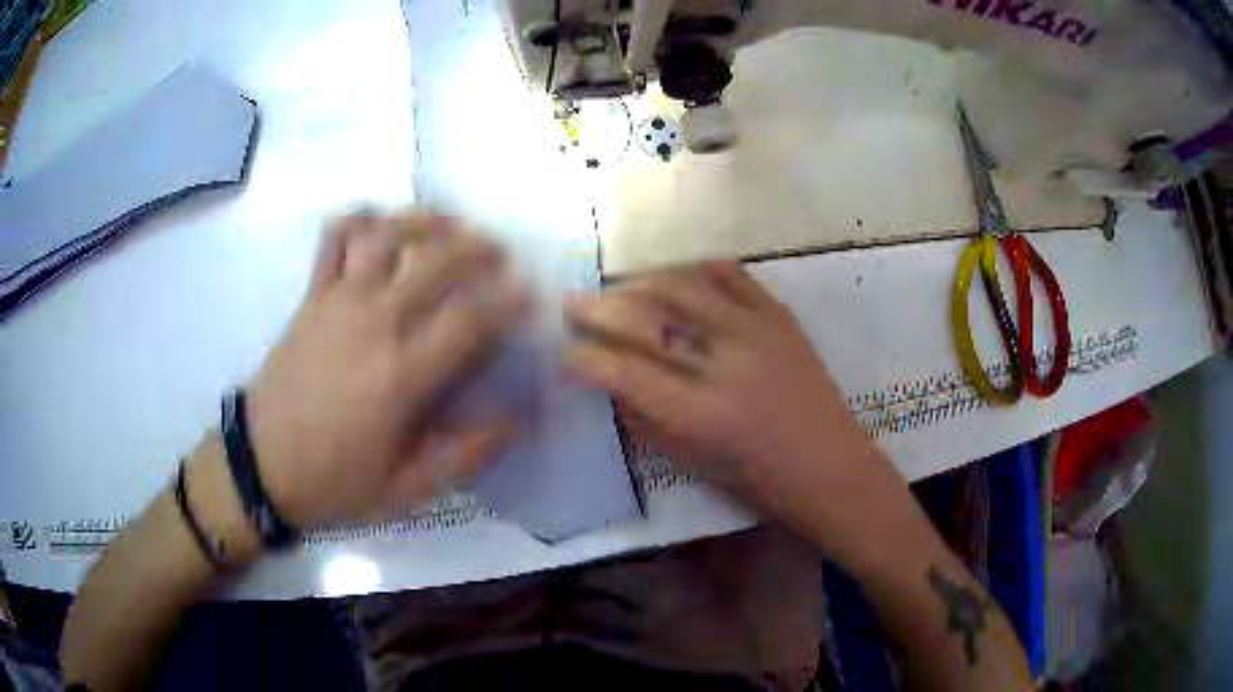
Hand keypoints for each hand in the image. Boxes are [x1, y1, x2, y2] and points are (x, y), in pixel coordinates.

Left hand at [243, 210, 526, 528]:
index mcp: (401, 376)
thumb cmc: (334, 481)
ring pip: (386, 237)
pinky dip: (356, 220)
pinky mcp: (311, 297)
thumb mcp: (406, 490)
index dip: (507, 301)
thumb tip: (514, 423)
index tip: (528, 294)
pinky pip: (332, 242)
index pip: (469, 321)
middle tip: (498, 253)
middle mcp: (374, 325)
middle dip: (477, 248)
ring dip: (423, 221)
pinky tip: (376, 220)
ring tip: (448, 223)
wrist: (261, 467)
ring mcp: (338, 303)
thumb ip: (464, 457)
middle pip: (435, 263)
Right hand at [563, 262, 886, 518]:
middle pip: (647, 316)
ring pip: (684, 284)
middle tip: (574, 303)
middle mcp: (724, 364)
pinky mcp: (780, 315)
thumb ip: (645, 420)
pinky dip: (693, 270)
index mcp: (699, 414)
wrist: (830, 466)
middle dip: (599, 307)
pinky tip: (673, 276)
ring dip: (640, 281)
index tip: (565, 352)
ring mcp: (756, 331)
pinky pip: (730, 274)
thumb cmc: (758, 480)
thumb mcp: (691, 463)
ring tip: (619, 287)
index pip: (623, 372)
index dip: (584, 358)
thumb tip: (609, 381)